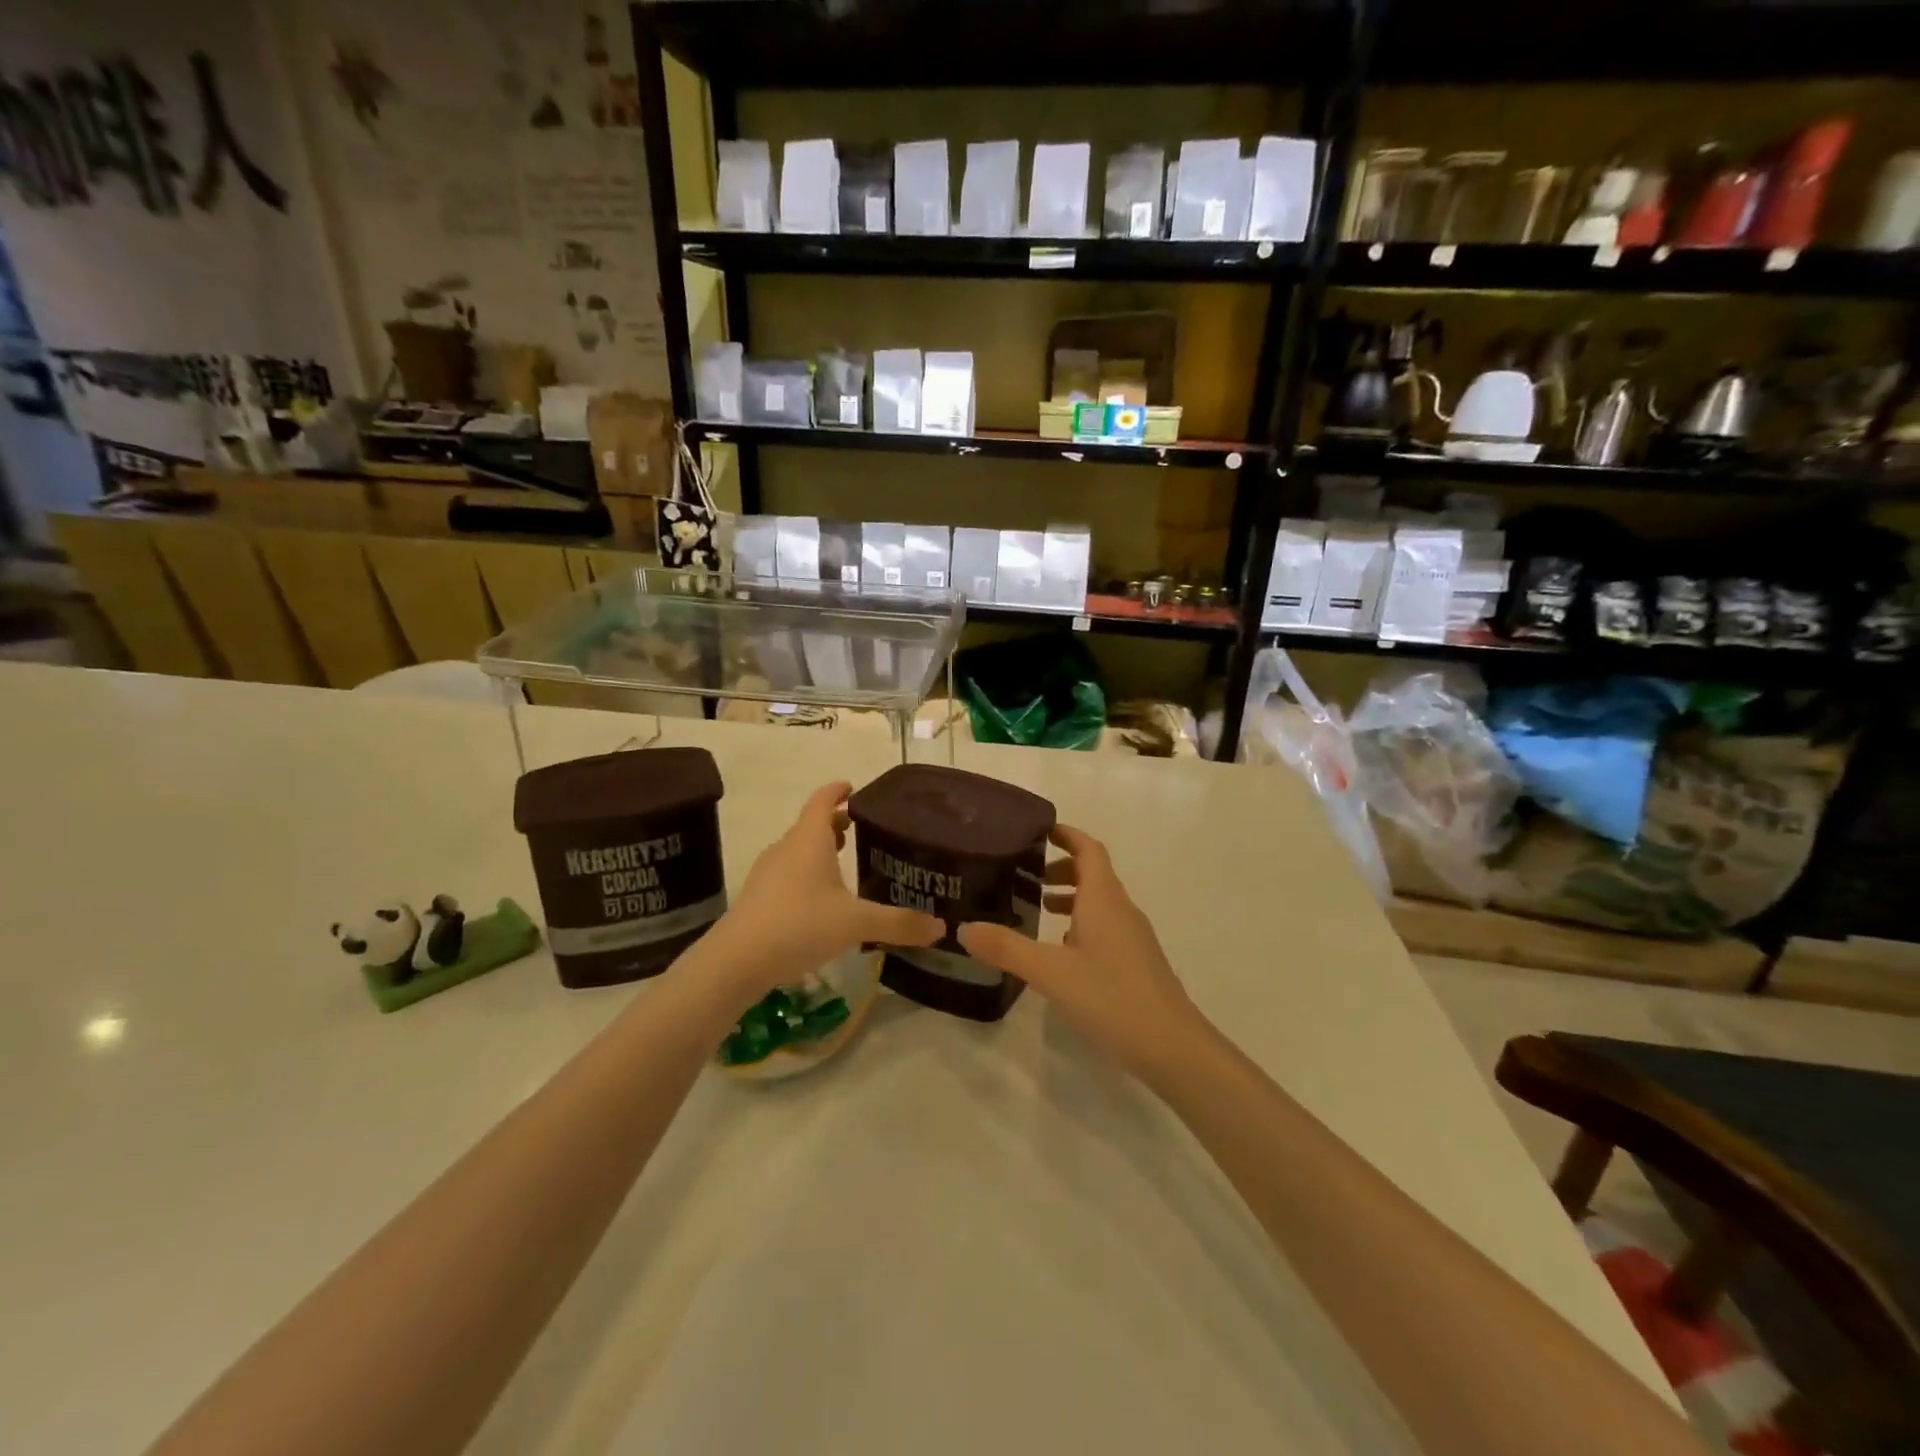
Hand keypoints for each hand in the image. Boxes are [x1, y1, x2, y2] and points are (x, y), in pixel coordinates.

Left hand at [703, 781, 941, 1002]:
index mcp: (809, 839)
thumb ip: (899, 923)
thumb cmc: (799, 925)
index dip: (838, 790)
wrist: (735, 961)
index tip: (854, 787)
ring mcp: (768, 873)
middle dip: (835, 824)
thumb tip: (941, 928)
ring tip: (845, 861)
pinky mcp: (759, 898)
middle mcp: (787, 848)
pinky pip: (788, 874)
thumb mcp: (856, 923)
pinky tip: (821, 900)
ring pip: (799, 850)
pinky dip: (807, 874)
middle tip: (861, 830)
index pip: (823, 800)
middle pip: (811, 825)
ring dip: (820, 850)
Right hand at [959, 825, 1208, 1083]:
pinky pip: (1106, 927)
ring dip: (1071, 897)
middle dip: (1062, 867)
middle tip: (1026, 878)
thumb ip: (1007, 948)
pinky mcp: (1137, 962)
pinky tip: (1062, 954)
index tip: (1037, 831)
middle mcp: (1121, 910)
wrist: (1173, 1048)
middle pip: (1094, 873)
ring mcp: (1133, 937)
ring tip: (1039, 911)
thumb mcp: (1050, 973)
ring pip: (1100, 902)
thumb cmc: (1112, 999)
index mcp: (1104, 900)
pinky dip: (1081, 925)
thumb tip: (964, 928)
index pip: (1088, 849)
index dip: (1066, 835)